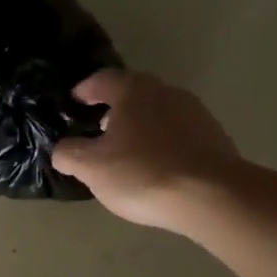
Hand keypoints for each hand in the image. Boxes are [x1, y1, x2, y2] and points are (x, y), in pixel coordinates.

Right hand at [51, 70, 240, 230]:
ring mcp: (195, 113)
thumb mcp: (91, 167)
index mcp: (133, 91)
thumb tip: (62, 150)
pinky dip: (162, 143)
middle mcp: (166, 92)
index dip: (85, 90)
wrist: (212, 197)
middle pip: (133, 94)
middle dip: (114, 109)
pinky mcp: (214, 137)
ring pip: (157, 113)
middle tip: (98, 128)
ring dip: (140, 126)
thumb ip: (69, 154)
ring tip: (126, 152)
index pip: (102, 80)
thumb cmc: (142, 172)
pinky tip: (156, 167)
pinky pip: (178, 133)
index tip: (74, 101)